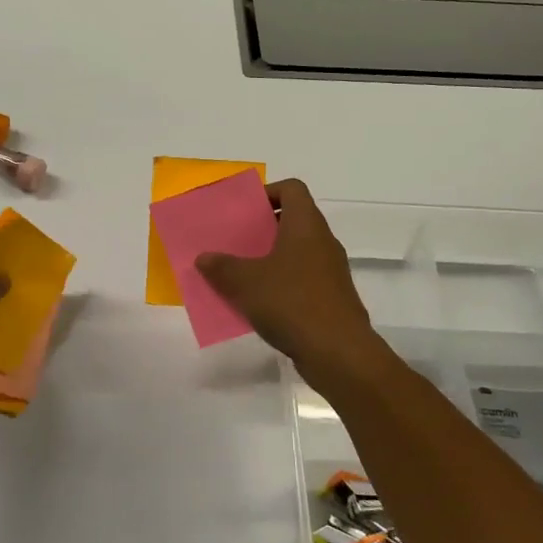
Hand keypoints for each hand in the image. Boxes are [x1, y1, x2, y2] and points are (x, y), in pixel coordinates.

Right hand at [197, 180, 382, 376]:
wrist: (339, 353)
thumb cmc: (292, 303)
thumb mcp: (246, 283)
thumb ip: (222, 267)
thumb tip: (204, 258)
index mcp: (306, 225)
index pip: (292, 189)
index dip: (268, 191)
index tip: (245, 210)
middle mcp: (323, 242)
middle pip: (293, 220)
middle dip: (262, 229)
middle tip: (234, 241)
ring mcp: (331, 272)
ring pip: (296, 253)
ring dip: (269, 259)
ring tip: (240, 274)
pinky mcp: (332, 299)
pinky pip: (301, 280)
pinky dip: (280, 285)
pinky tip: (259, 304)